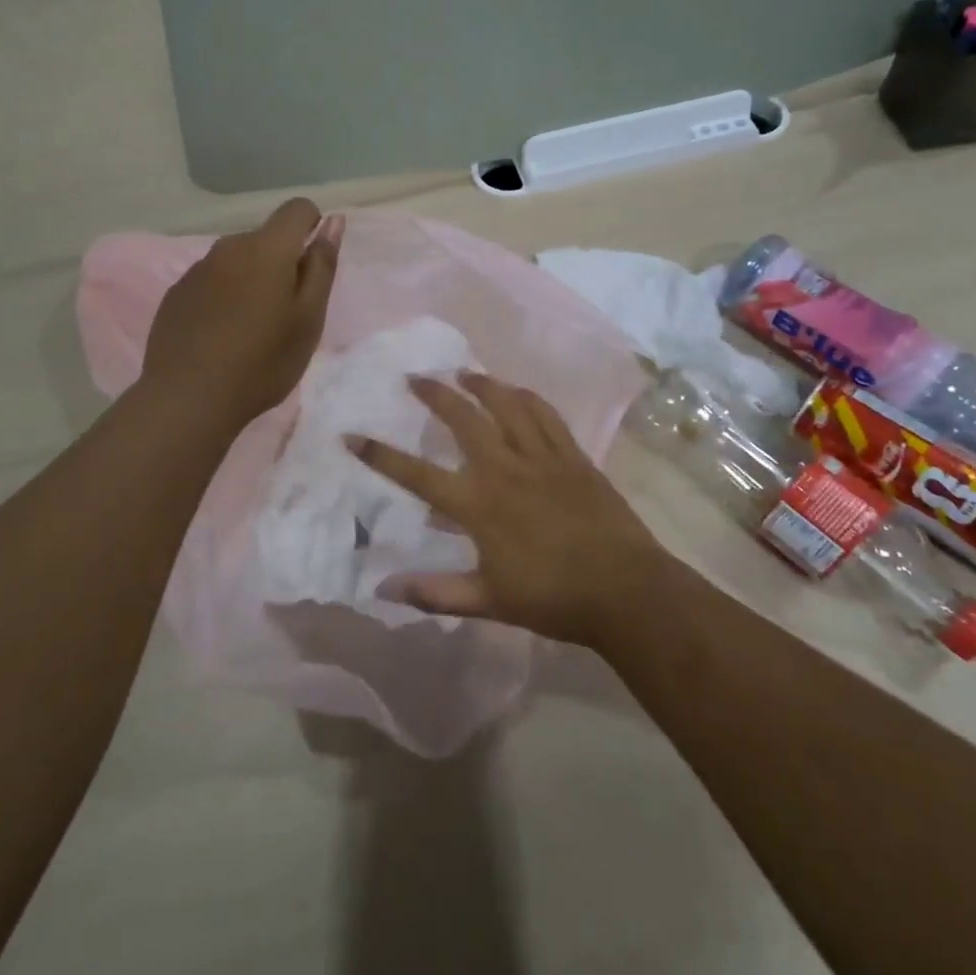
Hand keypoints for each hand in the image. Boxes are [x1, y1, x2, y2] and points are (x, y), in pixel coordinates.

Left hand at [141, 198, 341, 429]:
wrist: (189, 399)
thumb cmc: (263, 362)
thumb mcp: (308, 318)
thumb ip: (321, 265)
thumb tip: (332, 221)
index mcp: (266, 248)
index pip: (297, 209)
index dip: (313, 228)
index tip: (312, 270)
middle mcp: (228, 247)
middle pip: (266, 239)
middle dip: (282, 264)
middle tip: (285, 316)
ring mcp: (197, 269)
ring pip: (237, 262)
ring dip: (251, 281)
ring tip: (251, 331)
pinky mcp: (176, 293)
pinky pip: (211, 282)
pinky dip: (224, 298)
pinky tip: (220, 337)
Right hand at [347, 373, 672, 648]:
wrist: (624, 590)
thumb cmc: (551, 598)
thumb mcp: (487, 601)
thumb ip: (434, 592)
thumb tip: (383, 588)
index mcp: (478, 504)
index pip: (417, 474)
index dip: (380, 455)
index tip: (352, 436)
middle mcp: (504, 469)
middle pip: (462, 419)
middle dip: (434, 394)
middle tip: (415, 378)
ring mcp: (541, 457)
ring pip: (506, 405)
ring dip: (481, 385)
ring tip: (463, 373)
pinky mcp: (572, 455)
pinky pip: (545, 415)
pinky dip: (526, 398)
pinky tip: (517, 391)